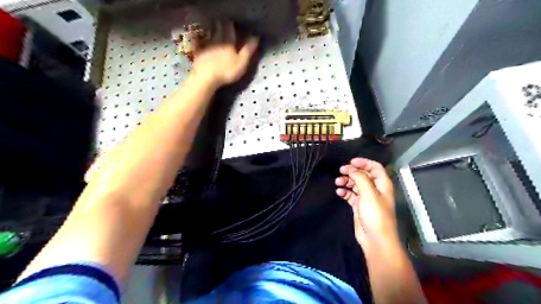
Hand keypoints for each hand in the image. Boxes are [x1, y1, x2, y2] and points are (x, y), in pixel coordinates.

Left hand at [191, 21, 258, 86]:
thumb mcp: (242, 62)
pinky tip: (200, 42)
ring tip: (212, 30)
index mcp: (228, 43)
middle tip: (220, 21)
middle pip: (218, 32)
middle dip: (220, 26)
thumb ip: (248, 50)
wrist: (206, 77)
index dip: (231, 26)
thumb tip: (255, 37)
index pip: (230, 31)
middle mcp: (217, 42)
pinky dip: (201, 43)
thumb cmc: (227, 70)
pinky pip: (201, 46)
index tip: (231, 21)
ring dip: (211, 33)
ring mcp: (207, 48)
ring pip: (210, 37)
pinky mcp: (199, 55)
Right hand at [336, 158, 398, 249]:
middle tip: (341, 170)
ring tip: (337, 182)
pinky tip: (339, 192)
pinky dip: (345, 192)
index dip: (364, 162)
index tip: (351, 162)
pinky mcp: (359, 206)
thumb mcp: (369, 193)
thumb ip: (360, 178)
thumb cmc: (376, 215)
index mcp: (382, 184)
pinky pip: (351, 195)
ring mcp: (367, 198)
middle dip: (352, 171)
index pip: (375, 167)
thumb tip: (351, 169)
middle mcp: (375, 189)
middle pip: (363, 175)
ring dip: (346, 181)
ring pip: (356, 184)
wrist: (375, 240)